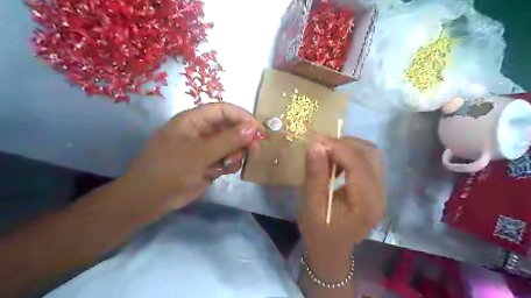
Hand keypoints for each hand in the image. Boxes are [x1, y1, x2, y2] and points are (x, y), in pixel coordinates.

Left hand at [120, 104, 260, 212]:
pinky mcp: (209, 163)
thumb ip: (228, 140)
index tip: (257, 130)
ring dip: (235, 154)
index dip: (242, 117)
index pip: (223, 110)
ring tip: (228, 164)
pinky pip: (227, 159)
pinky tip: (221, 172)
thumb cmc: (170, 168)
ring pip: (232, 145)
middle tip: (252, 150)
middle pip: (231, 128)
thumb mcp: (200, 153)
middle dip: (242, 139)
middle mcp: (202, 131)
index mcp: (194, 120)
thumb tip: (253, 128)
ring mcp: (206, 148)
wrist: (150, 198)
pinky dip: (229, 165)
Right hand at [296, 134, 383, 264]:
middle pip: (370, 154)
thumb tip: (315, 145)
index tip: (315, 138)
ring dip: (348, 147)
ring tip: (327, 153)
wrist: (331, 250)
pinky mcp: (375, 188)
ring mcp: (380, 190)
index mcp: (366, 203)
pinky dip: (351, 155)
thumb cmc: (318, 231)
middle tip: (320, 146)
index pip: (358, 164)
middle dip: (344, 144)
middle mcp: (380, 194)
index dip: (337, 147)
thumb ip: (315, 176)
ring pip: (371, 154)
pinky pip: (367, 161)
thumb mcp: (311, 206)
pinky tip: (335, 162)